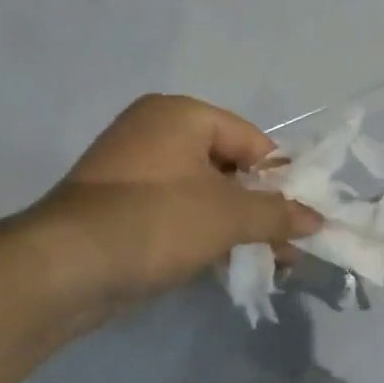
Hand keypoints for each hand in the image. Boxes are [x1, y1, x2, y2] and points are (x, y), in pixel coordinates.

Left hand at [29, 95, 319, 325]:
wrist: (66, 267)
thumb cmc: (156, 222)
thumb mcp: (228, 216)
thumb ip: (277, 213)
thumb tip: (317, 220)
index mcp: (180, 115)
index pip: (250, 140)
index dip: (281, 178)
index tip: (302, 217)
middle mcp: (154, 132)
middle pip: (227, 166)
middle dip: (260, 208)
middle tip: (288, 245)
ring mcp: (133, 170)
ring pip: (203, 194)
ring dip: (236, 226)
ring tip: (266, 262)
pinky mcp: (120, 207)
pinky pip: (177, 212)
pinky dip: (203, 234)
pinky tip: (227, 265)